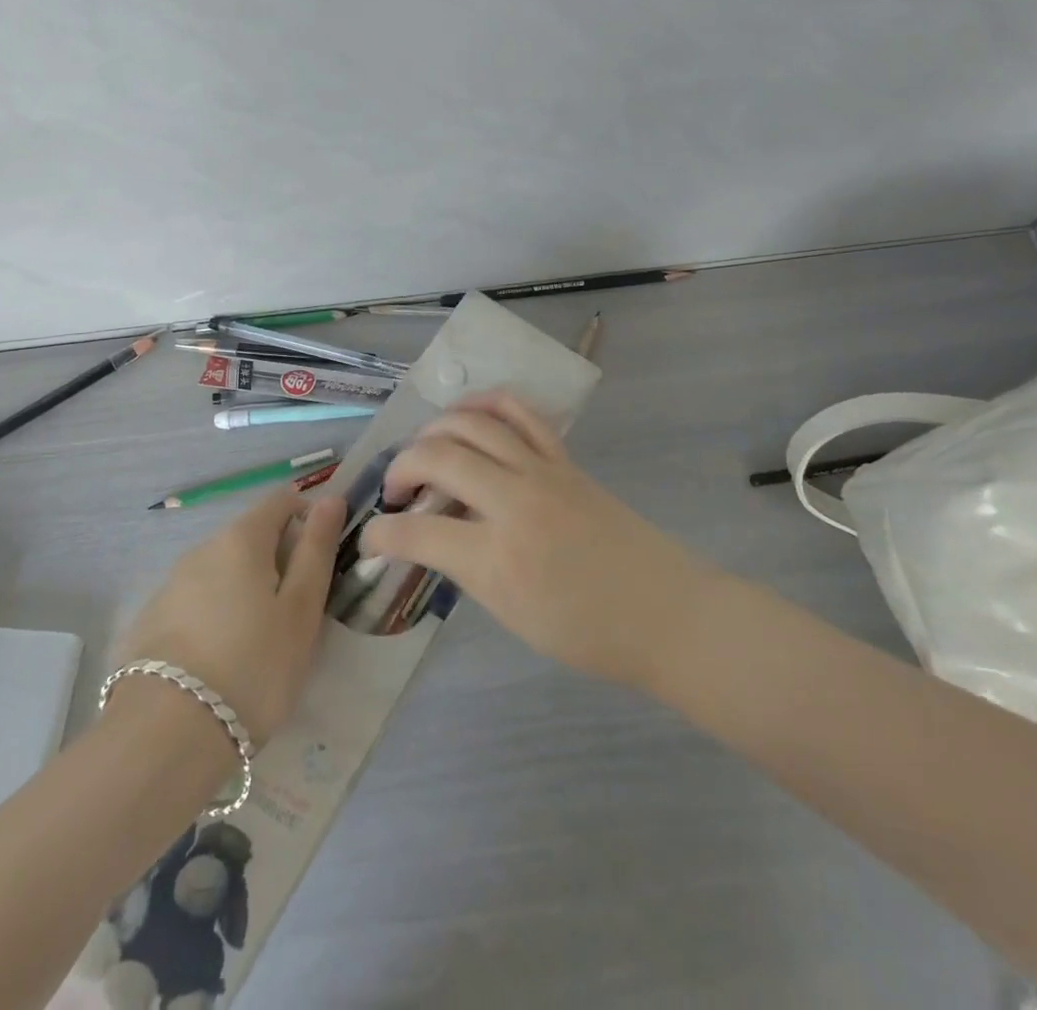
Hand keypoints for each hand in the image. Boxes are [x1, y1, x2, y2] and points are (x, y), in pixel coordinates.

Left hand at [115, 491, 345, 744]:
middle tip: (297, 612)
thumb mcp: (301, 610)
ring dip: (246, 589)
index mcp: (242, 538)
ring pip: (222, 570)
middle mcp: (202, 548)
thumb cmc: (253, 666)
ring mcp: (171, 584)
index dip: (308, 516)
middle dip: (278, 560)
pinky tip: (222, 659)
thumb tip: (331, 498)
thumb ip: (316, 549)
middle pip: (251, 536)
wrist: (164, 736)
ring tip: (261, 642)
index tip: (322, 560)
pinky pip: (197, 601)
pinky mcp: (150, 620)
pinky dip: (217, 614)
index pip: (282, 500)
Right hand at [363, 392, 706, 688]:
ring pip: (473, 423)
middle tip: (397, 491)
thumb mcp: (512, 615)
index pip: (417, 534)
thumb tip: (433, 536)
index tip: (371, 541)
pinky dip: (486, 404)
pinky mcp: (565, 458)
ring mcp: (543, 471)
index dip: (381, 535)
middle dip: (401, 467)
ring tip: (424, 448)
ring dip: (436, 429)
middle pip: (438, 457)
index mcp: (498, 558)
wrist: (665, 613)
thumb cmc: (589, 632)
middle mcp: (514, 502)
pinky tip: (468, 415)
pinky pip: (520, 412)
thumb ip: (466, 569)